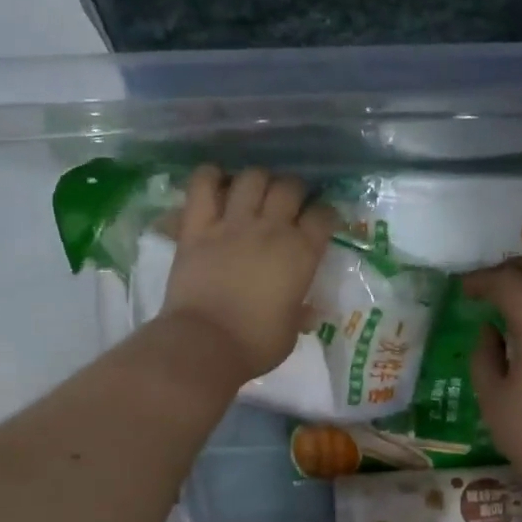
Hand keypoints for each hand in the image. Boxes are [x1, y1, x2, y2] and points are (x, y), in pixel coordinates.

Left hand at [161, 165, 334, 382]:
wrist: (205, 344)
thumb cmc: (255, 345)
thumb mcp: (291, 332)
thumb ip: (300, 312)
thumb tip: (307, 311)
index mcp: (301, 253)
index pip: (323, 215)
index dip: (325, 214)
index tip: (320, 222)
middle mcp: (271, 229)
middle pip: (290, 187)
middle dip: (294, 191)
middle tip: (288, 205)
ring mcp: (232, 224)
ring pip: (252, 178)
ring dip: (257, 180)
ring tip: (255, 192)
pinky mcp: (197, 227)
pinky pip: (202, 185)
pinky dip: (210, 177)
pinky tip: (216, 182)